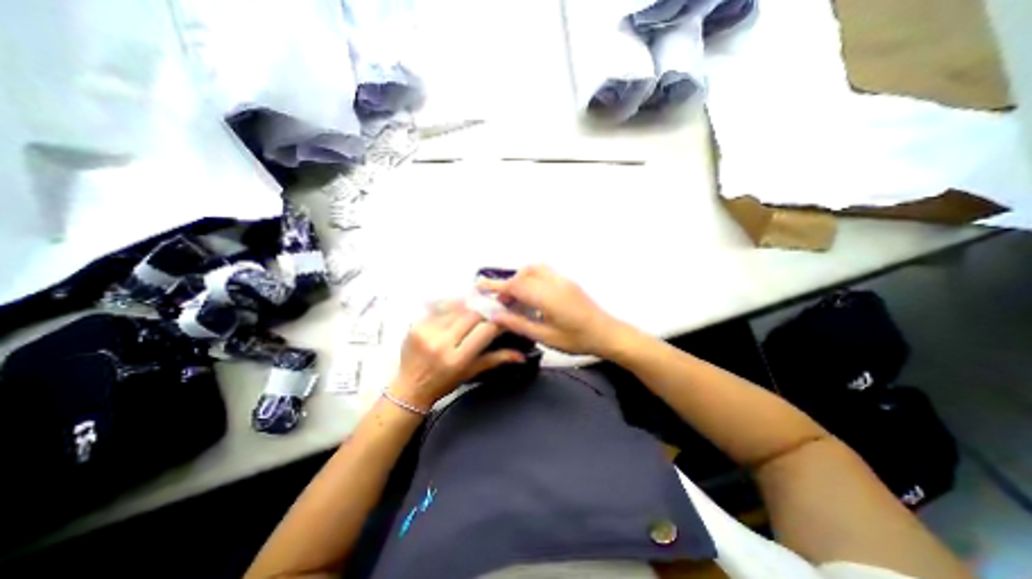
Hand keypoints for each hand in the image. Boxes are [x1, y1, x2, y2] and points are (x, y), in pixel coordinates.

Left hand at [386, 302, 524, 411]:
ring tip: (475, 310)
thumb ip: (497, 359)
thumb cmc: (444, 383)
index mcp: (457, 358)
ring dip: (469, 308)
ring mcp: (426, 331)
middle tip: (491, 310)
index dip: (499, 321)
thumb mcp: (472, 372)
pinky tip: (457, 312)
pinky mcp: (415, 324)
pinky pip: (441, 308)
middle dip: (485, 311)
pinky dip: (452, 308)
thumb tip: (522, 355)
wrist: (409, 387)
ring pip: (457, 308)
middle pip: (472, 314)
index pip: (485, 330)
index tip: (506, 316)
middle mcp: (441, 343)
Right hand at [475, 265, 628, 357]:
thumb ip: (519, 324)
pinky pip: (544, 272)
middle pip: (523, 274)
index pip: (515, 285)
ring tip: (515, 298)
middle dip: (507, 284)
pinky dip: (531, 277)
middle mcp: (554, 282)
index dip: (495, 285)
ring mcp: (562, 279)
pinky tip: (532, 295)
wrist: (607, 333)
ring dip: (520, 279)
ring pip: (534, 270)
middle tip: (501, 302)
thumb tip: (496, 316)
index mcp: (547, 297)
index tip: (479, 286)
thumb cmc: (577, 339)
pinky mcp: (568, 281)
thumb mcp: (546, 337)